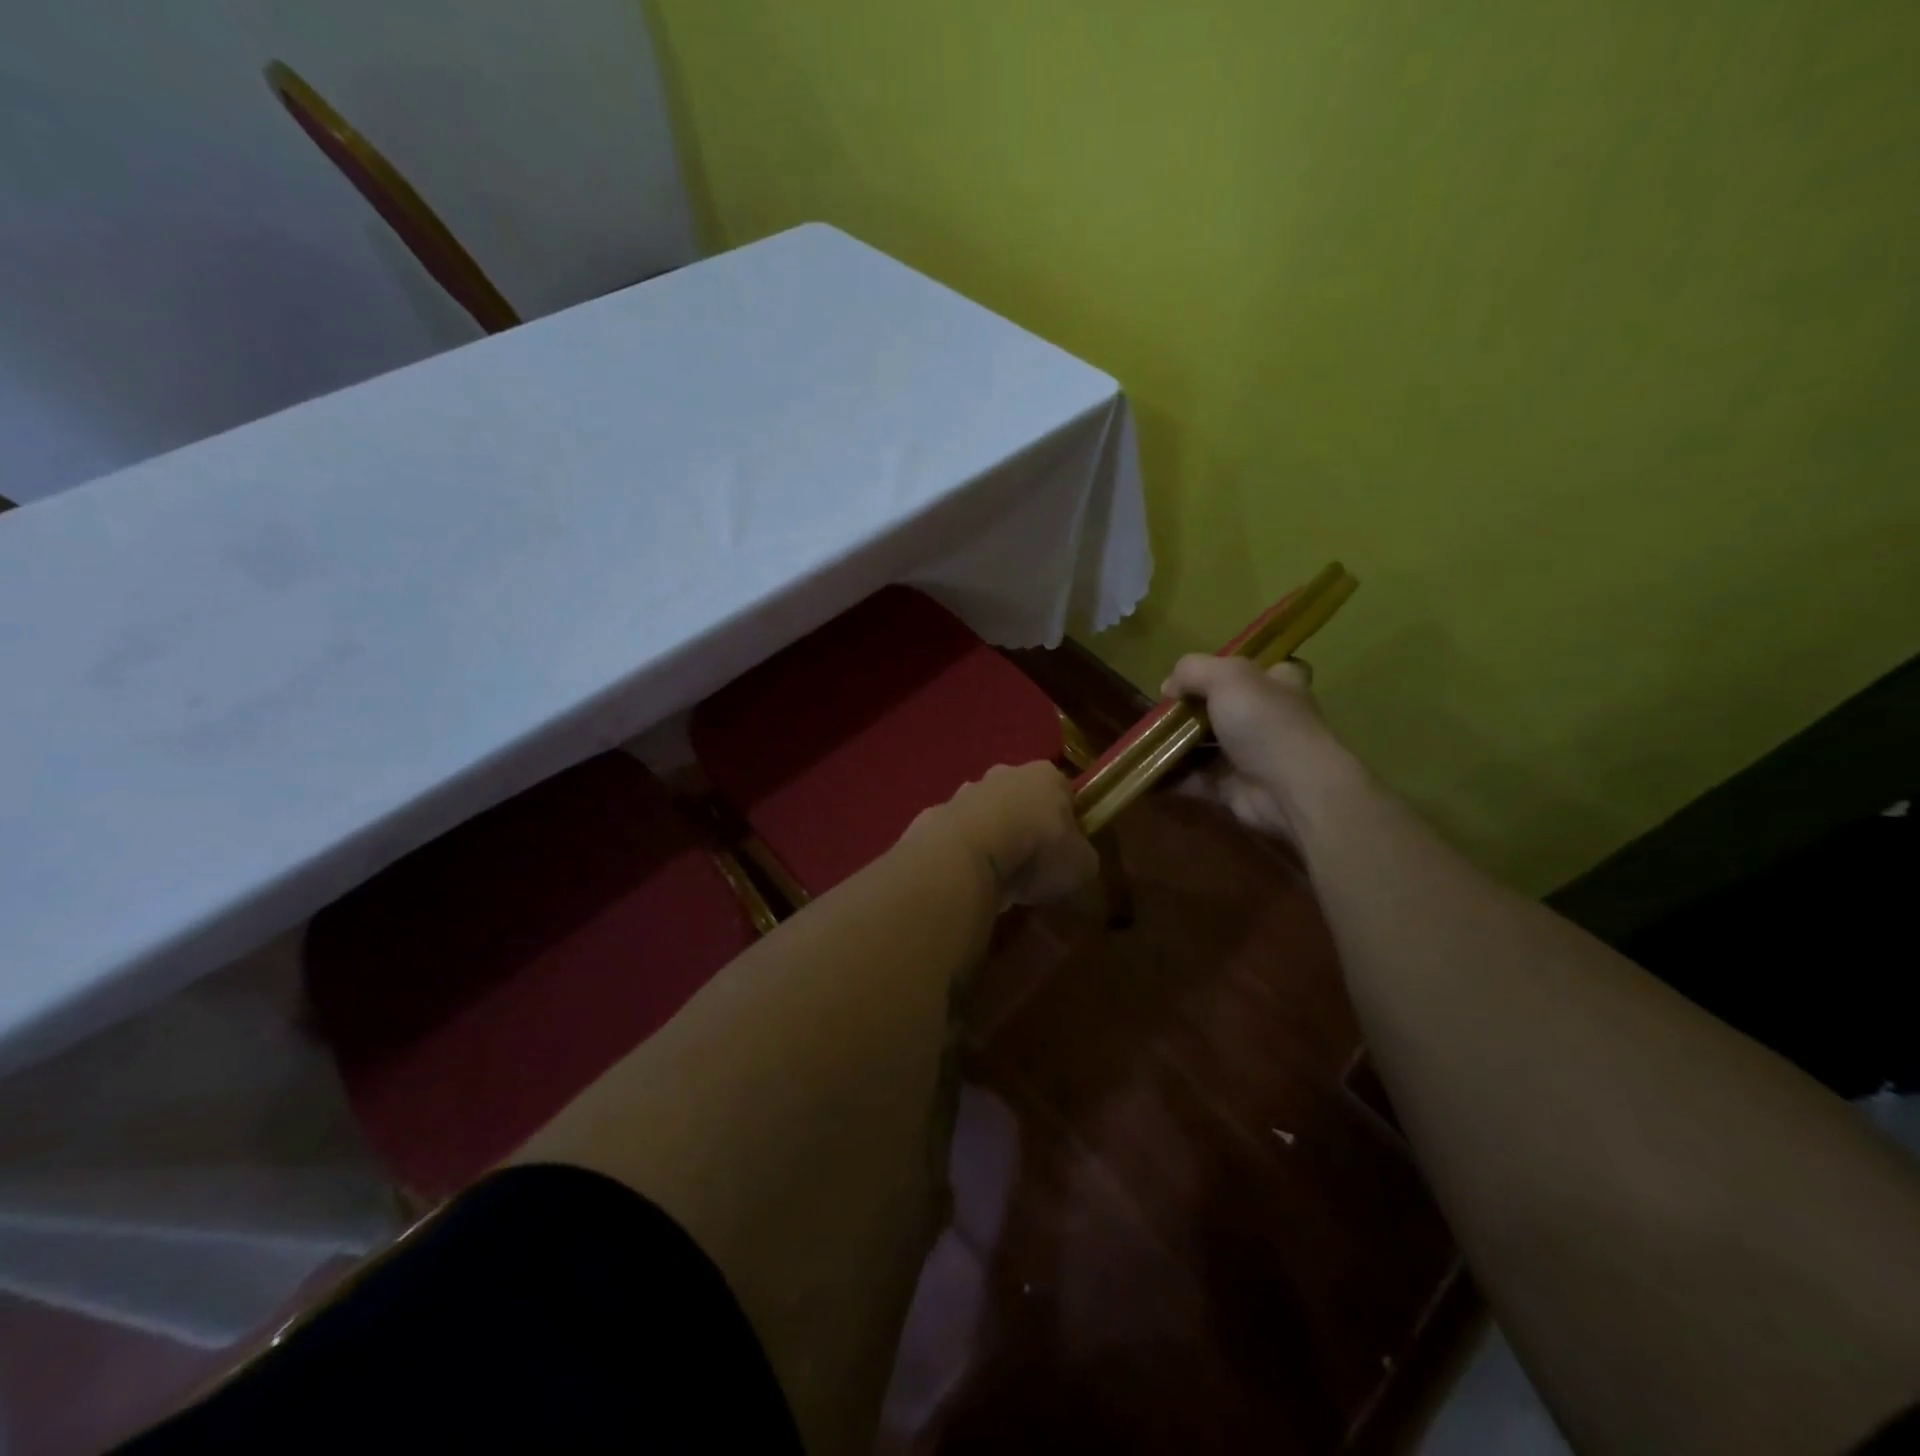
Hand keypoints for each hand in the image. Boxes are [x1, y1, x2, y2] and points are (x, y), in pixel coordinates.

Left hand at [914, 761, 1099, 907]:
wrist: (968, 855)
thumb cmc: (1037, 851)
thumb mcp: (1082, 865)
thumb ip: (1082, 858)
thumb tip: (1076, 862)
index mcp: (1046, 776)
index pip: (1062, 791)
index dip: (1065, 820)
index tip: (1064, 849)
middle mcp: (1004, 773)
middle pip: (1020, 797)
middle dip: (1024, 823)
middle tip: (1029, 863)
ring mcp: (965, 792)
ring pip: (985, 814)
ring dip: (990, 837)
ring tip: (996, 875)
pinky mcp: (934, 816)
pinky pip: (956, 836)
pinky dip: (962, 852)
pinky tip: (966, 877)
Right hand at [1160, 655, 1359, 851]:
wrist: (1291, 789)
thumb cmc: (1264, 723)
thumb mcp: (1228, 676)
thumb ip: (1192, 670)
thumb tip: (1168, 688)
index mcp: (1275, 683)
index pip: (1250, 671)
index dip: (1219, 672)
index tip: (1187, 680)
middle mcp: (1264, 717)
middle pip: (1218, 708)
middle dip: (1185, 712)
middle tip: (1155, 714)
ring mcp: (1248, 755)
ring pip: (1202, 745)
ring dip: (1172, 745)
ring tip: (1141, 743)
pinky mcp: (1232, 787)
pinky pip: (1194, 779)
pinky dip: (1170, 777)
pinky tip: (1145, 771)